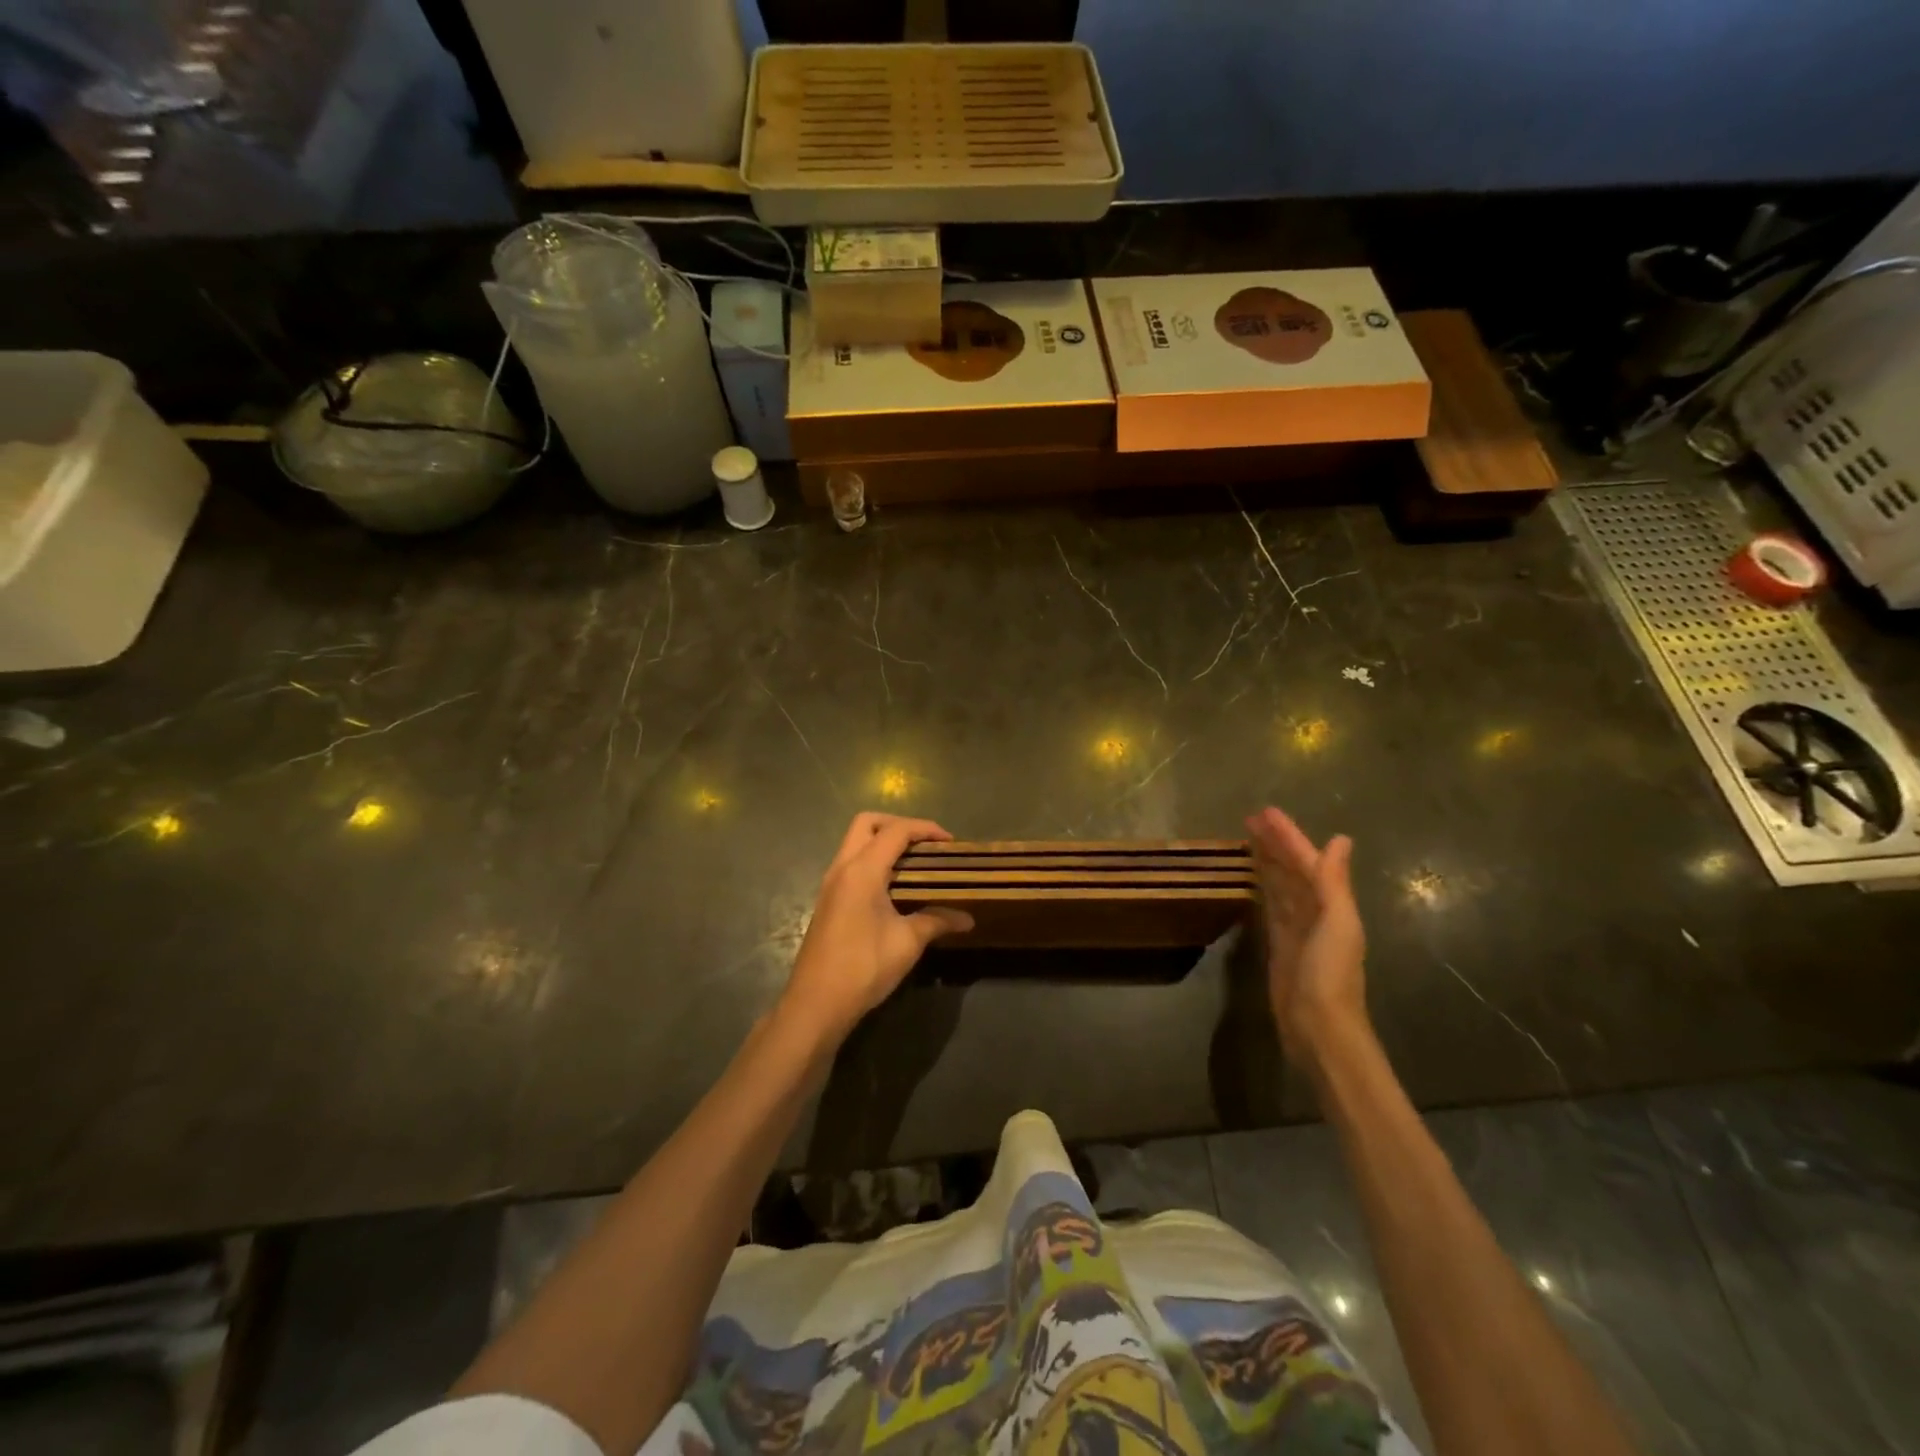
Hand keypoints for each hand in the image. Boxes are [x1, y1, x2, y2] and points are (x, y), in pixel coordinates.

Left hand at [779, 813, 974, 1041]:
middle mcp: (842, 867)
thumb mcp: (908, 942)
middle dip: (897, 824)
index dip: (925, 829)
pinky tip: (893, 885)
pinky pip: (850, 862)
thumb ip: (937, 921)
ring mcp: (830, 883)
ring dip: (882, 841)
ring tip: (913, 862)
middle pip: (866, 823)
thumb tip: (967, 918)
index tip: (950, 842)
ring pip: (854, 842)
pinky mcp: (827, 900)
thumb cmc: (864, 967)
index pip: (895, 831)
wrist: (817, 1003)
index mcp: (862, 870)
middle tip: (924, 844)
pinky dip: (872, 860)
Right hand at [1246, 807, 1368, 1067]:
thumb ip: (1335, 882)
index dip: (1288, 836)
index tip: (1264, 812)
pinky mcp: (1279, 947)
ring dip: (1267, 863)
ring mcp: (1296, 930)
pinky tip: (1252, 881)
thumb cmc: (1330, 974)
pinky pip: (1270, 909)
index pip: (1307, 861)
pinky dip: (1263, 891)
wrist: (1319, 1028)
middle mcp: (1315, 913)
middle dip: (1276, 844)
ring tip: (1248, 840)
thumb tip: (1340, 839)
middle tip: (1250, 819)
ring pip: (1280, 887)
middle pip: (1292, 871)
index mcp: (1331, 905)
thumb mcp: (1337, 924)